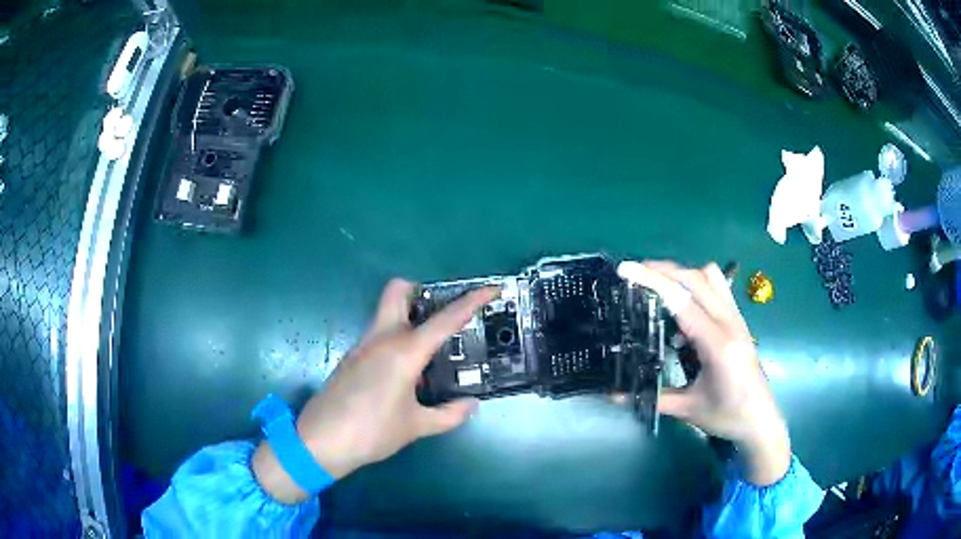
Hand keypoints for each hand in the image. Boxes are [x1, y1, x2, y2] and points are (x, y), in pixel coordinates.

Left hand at [253, 279, 498, 502]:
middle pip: (398, 291)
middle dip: (421, 292)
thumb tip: (470, 405)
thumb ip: (448, 415)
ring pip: (386, 313)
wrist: (321, 441)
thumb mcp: (416, 426)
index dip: (472, 301)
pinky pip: (377, 335)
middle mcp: (382, 338)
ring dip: (409, 318)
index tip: (491, 289)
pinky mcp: (352, 358)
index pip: (445, 319)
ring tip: (430, 350)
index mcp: (404, 351)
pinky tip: (405, 372)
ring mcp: (363, 346)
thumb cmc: (372, 432)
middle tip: (441, 315)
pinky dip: (395, 339)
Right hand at [618, 261, 790, 485]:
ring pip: (711, 278)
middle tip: (634, 272)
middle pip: (697, 280)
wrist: (761, 421)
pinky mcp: (739, 321)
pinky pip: (719, 288)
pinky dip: (697, 284)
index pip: (683, 302)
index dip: (653, 282)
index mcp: (717, 346)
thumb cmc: (727, 417)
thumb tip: (613, 395)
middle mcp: (730, 324)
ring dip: (682, 274)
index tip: (627, 269)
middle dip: (663, 270)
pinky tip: (683, 306)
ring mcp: (737, 320)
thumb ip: (652, 397)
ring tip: (657, 283)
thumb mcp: (688, 409)